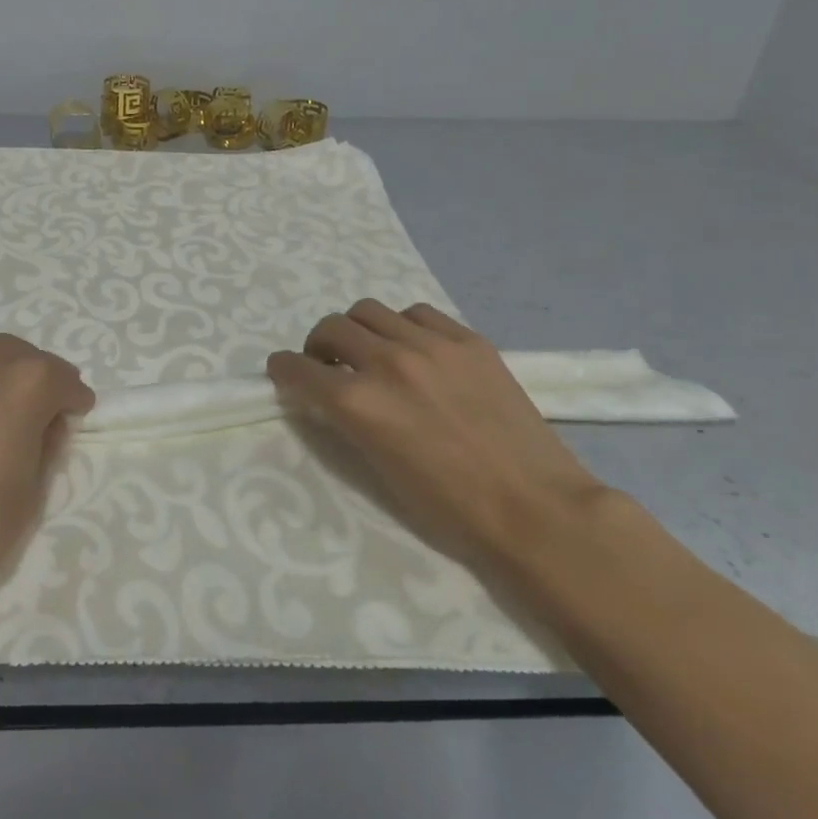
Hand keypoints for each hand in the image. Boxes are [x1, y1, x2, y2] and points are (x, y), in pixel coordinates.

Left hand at [0, 330, 95, 602]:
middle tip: (43, 408)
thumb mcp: (34, 488)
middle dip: (42, 379)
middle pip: (26, 357)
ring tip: (4, 389)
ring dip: (3, 363)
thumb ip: (46, 441)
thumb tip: (46, 421)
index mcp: (29, 386)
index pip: (64, 381)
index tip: (76, 415)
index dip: (74, 400)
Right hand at [267, 299, 603, 565]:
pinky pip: (417, 313)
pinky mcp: (468, 340)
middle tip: (330, 366)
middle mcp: (387, 362)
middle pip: (330, 328)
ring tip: (372, 353)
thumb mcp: (377, 467)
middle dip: (318, 347)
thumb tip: (328, 395)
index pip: (297, 368)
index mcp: (359, 403)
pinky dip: (402, 326)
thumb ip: (347, 420)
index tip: (284, 373)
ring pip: (369, 310)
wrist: (534, 508)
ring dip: (358, 330)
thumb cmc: (448, 507)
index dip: (283, 370)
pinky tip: (414, 349)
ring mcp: (431, 345)